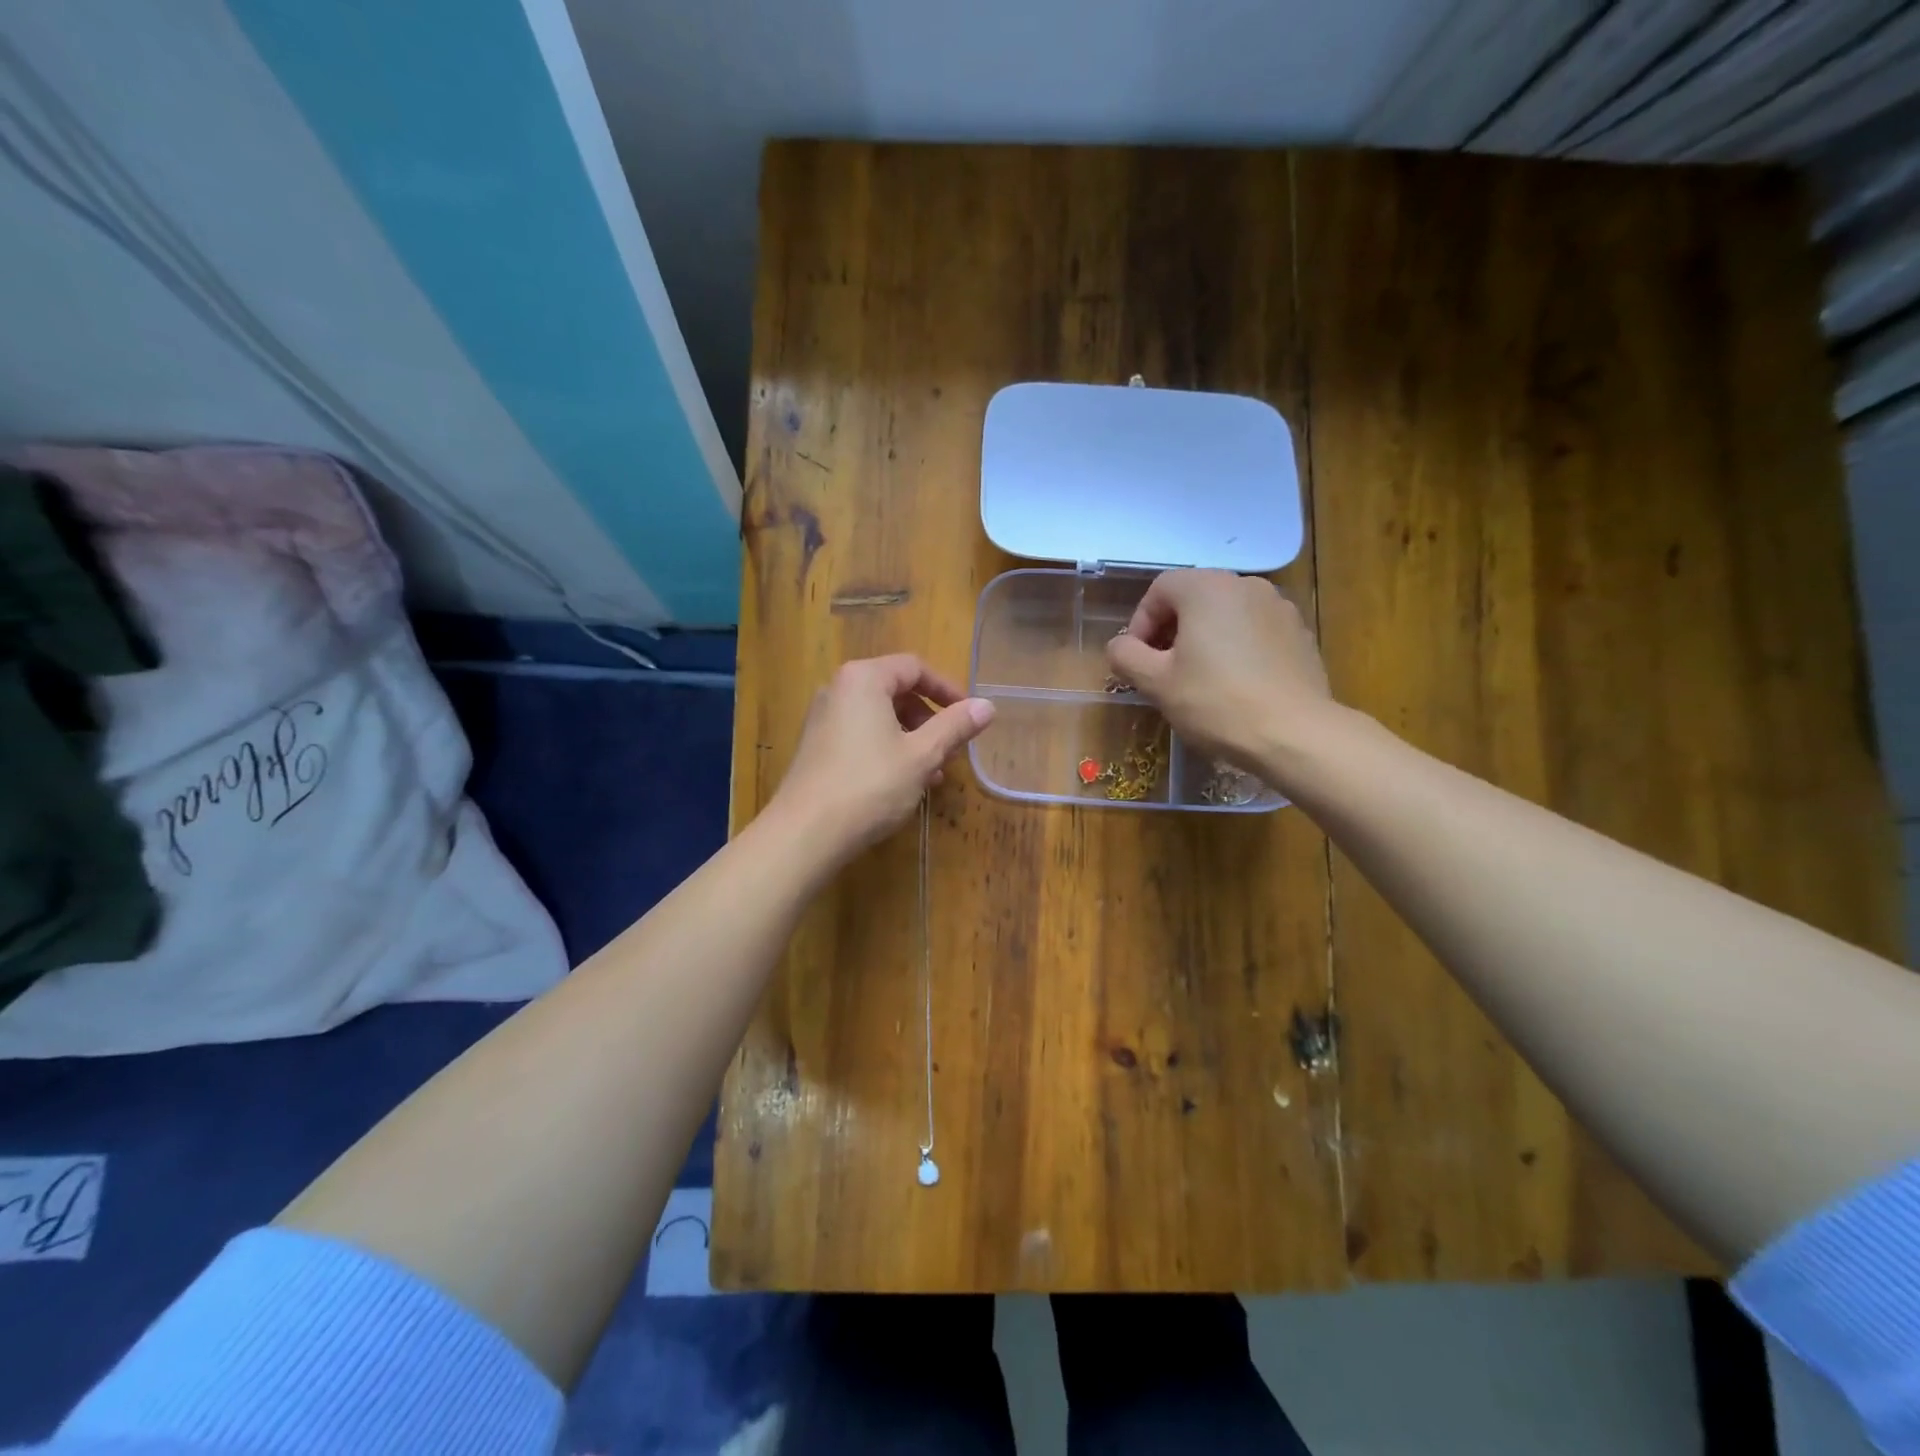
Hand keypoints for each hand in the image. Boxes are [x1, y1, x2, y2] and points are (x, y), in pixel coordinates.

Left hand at [769, 654, 994, 861]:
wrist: (806, 833)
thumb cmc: (870, 785)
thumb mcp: (922, 755)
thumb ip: (955, 726)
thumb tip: (987, 706)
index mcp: (863, 679)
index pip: (914, 667)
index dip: (947, 689)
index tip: (969, 716)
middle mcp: (838, 689)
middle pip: (895, 690)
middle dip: (929, 718)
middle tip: (951, 748)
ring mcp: (823, 718)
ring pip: (879, 716)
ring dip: (911, 738)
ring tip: (933, 772)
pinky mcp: (816, 746)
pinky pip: (861, 734)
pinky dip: (887, 748)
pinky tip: (904, 782)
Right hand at [1107, 569, 1336, 775]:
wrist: (1294, 733)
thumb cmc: (1215, 702)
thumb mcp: (1156, 682)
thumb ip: (1126, 655)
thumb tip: (1120, 646)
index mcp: (1207, 587)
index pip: (1160, 589)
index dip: (1140, 623)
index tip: (1137, 659)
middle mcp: (1246, 585)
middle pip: (1194, 598)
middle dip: (1171, 630)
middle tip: (1163, 670)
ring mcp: (1279, 607)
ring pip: (1226, 615)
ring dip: (1204, 639)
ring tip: (1199, 679)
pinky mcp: (1300, 634)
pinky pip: (1255, 632)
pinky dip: (1237, 649)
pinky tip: (1235, 686)